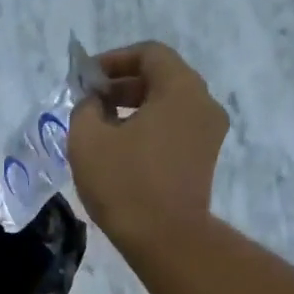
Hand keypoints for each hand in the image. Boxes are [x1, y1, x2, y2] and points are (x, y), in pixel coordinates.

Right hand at [68, 41, 229, 250]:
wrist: (165, 239)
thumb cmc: (125, 184)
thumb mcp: (87, 140)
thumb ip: (85, 109)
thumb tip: (94, 103)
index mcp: (181, 88)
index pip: (149, 54)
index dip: (113, 60)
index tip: (86, 79)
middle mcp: (203, 103)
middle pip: (161, 78)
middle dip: (122, 86)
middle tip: (90, 104)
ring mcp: (208, 134)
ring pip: (168, 107)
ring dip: (134, 110)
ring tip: (102, 130)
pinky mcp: (204, 161)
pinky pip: (174, 131)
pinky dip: (148, 131)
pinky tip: (121, 152)